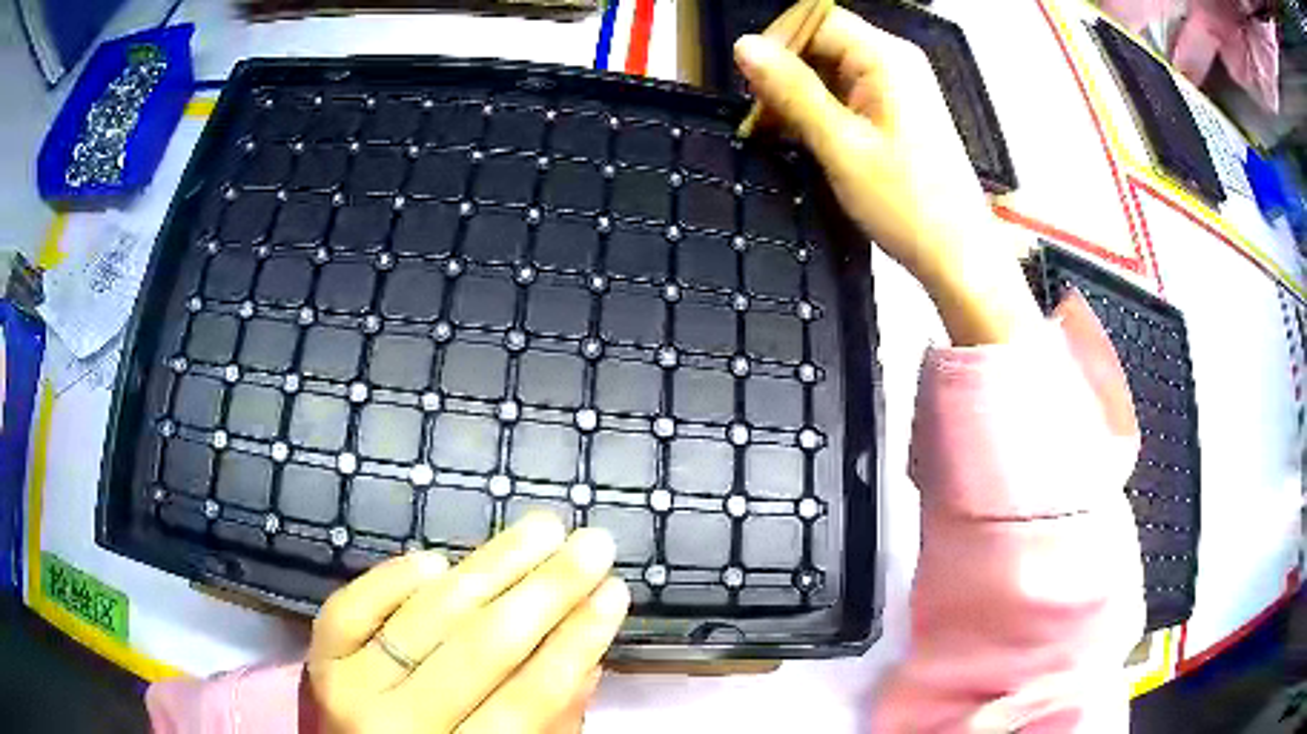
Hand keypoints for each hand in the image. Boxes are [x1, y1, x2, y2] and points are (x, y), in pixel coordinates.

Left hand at [307, 514, 629, 733]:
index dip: (577, 641)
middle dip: (546, 590)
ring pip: (425, 617)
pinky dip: (394, 578)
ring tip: (539, 529)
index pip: (531, 697)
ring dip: (489, 566)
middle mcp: (396, 725)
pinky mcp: (319, 658)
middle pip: (481, 648)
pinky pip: (351, 606)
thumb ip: (550, 721)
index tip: (615, 592)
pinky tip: (437, 561)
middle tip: (591, 544)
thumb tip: (588, 654)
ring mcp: (348, 686)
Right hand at [734, 9, 1040, 345]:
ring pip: (831, 70)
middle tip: (761, 114)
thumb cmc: (908, 204)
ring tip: (778, 131)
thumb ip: (792, 91)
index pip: (816, 20)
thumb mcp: (841, 145)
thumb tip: (745, 47)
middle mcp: (895, 63)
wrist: (959, 257)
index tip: (751, 83)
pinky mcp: (898, 113)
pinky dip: (820, 110)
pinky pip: (847, 95)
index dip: (778, 42)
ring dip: (799, 94)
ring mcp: (899, 88)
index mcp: (886, 58)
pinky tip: (805, 137)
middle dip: (786, 71)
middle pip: (823, 42)